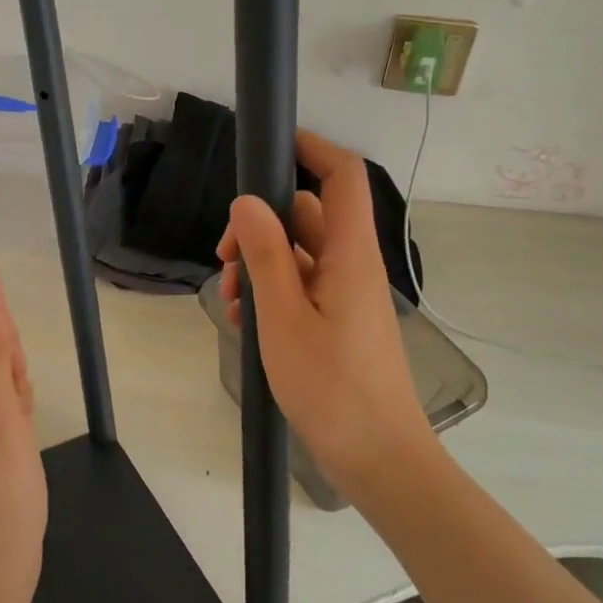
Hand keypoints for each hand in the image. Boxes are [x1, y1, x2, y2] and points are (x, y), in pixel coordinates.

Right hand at [218, 131, 435, 495]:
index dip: (313, 148)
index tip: (271, 144)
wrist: (378, 458)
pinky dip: (274, 294)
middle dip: (260, 227)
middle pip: (307, 217)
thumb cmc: (331, 388)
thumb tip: (247, 203)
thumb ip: (266, 256)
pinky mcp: (340, 323)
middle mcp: (353, 267)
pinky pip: (304, 289)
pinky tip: (247, 324)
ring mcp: (348, 297)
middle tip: (224, 261)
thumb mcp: (284, 319)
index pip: (342, 177)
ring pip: (300, 256)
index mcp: (350, 256)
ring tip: (231, 304)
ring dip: (261, 267)